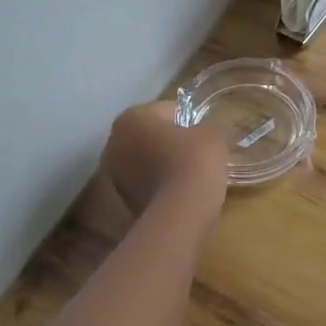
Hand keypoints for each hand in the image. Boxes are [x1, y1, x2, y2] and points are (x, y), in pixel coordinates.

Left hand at [100, 101, 229, 219]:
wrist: (179, 215)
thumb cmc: (193, 162)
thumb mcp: (212, 136)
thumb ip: (208, 127)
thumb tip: (207, 131)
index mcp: (131, 117)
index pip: (168, 110)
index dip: (190, 122)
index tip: (203, 137)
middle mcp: (113, 141)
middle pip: (151, 136)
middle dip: (171, 143)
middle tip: (197, 156)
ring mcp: (113, 174)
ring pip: (146, 161)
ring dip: (163, 165)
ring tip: (189, 178)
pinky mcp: (120, 200)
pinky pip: (144, 184)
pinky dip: (158, 186)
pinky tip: (178, 194)